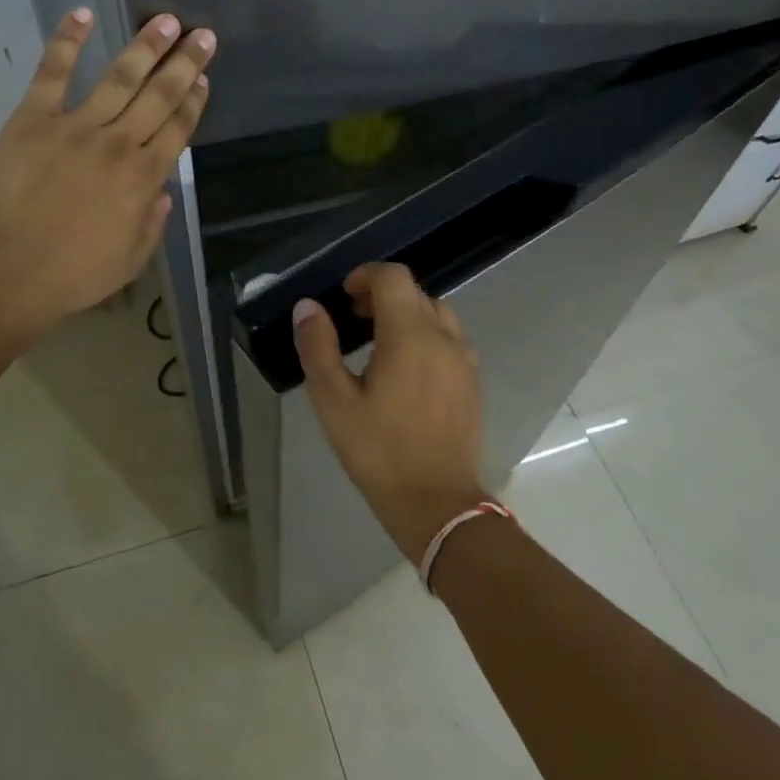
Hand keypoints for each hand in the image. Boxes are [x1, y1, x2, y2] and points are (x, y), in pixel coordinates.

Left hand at [0, 8, 213, 339]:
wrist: (7, 273)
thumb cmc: (72, 276)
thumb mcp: (130, 261)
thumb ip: (152, 223)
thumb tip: (161, 193)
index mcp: (143, 178)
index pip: (178, 129)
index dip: (194, 102)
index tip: (204, 79)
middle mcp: (118, 144)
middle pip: (159, 96)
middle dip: (184, 63)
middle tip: (202, 35)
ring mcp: (75, 126)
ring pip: (119, 77)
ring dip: (145, 47)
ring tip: (165, 21)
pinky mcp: (32, 119)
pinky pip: (53, 73)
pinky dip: (66, 41)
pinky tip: (82, 15)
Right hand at [292, 263, 487, 562]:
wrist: (438, 504)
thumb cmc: (379, 452)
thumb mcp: (334, 402)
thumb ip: (318, 347)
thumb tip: (307, 307)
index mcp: (410, 335)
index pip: (393, 277)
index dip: (365, 276)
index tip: (343, 297)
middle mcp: (444, 338)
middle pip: (416, 293)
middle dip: (382, 295)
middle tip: (353, 319)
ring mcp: (464, 360)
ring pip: (436, 314)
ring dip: (406, 315)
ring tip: (378, 343)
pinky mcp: (472, 382)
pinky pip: (449, 339)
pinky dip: (425, 336)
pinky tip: (405, 370)